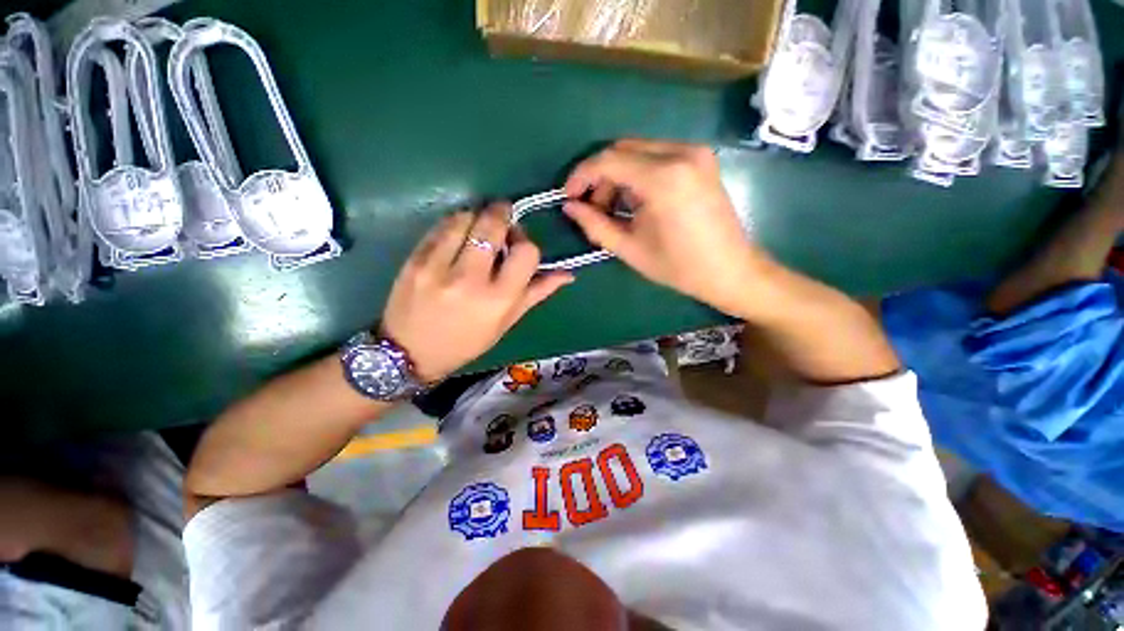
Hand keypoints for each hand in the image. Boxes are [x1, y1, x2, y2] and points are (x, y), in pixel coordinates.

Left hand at [381, 203, 572, 381]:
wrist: (409, 352)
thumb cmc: (466, 342)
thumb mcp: (506, 322)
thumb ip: (536, 293)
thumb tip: (568, 274)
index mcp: (498, 300)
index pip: (527, 252)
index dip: (527, 243)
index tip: (518, 245)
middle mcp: (470, 279)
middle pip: (494, 224)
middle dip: (503, 215)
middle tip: (502, 223)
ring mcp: (438, 266)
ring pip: (466, 217)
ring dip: (477, 217)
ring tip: (476, 232)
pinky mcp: (414, 258)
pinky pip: (441, 226)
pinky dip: (455, 224)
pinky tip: (456, 238)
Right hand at [562, 140, 760, 315]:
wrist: (730, 270)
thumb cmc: (678, 267)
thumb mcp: (630, 249)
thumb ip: (595, 224)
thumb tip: (569, 207)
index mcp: (663, 178)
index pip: (608, 161)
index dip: (581, 176)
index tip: (567, 195)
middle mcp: (680, 153)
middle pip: (622, 150)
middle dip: (599, 177)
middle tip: (592, 207)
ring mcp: (695, 153)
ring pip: (638, 150)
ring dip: (618, 175)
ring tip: (614, 208)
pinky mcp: (701, 159)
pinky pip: (656, 155)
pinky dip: (637, 174)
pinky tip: (636, 200)